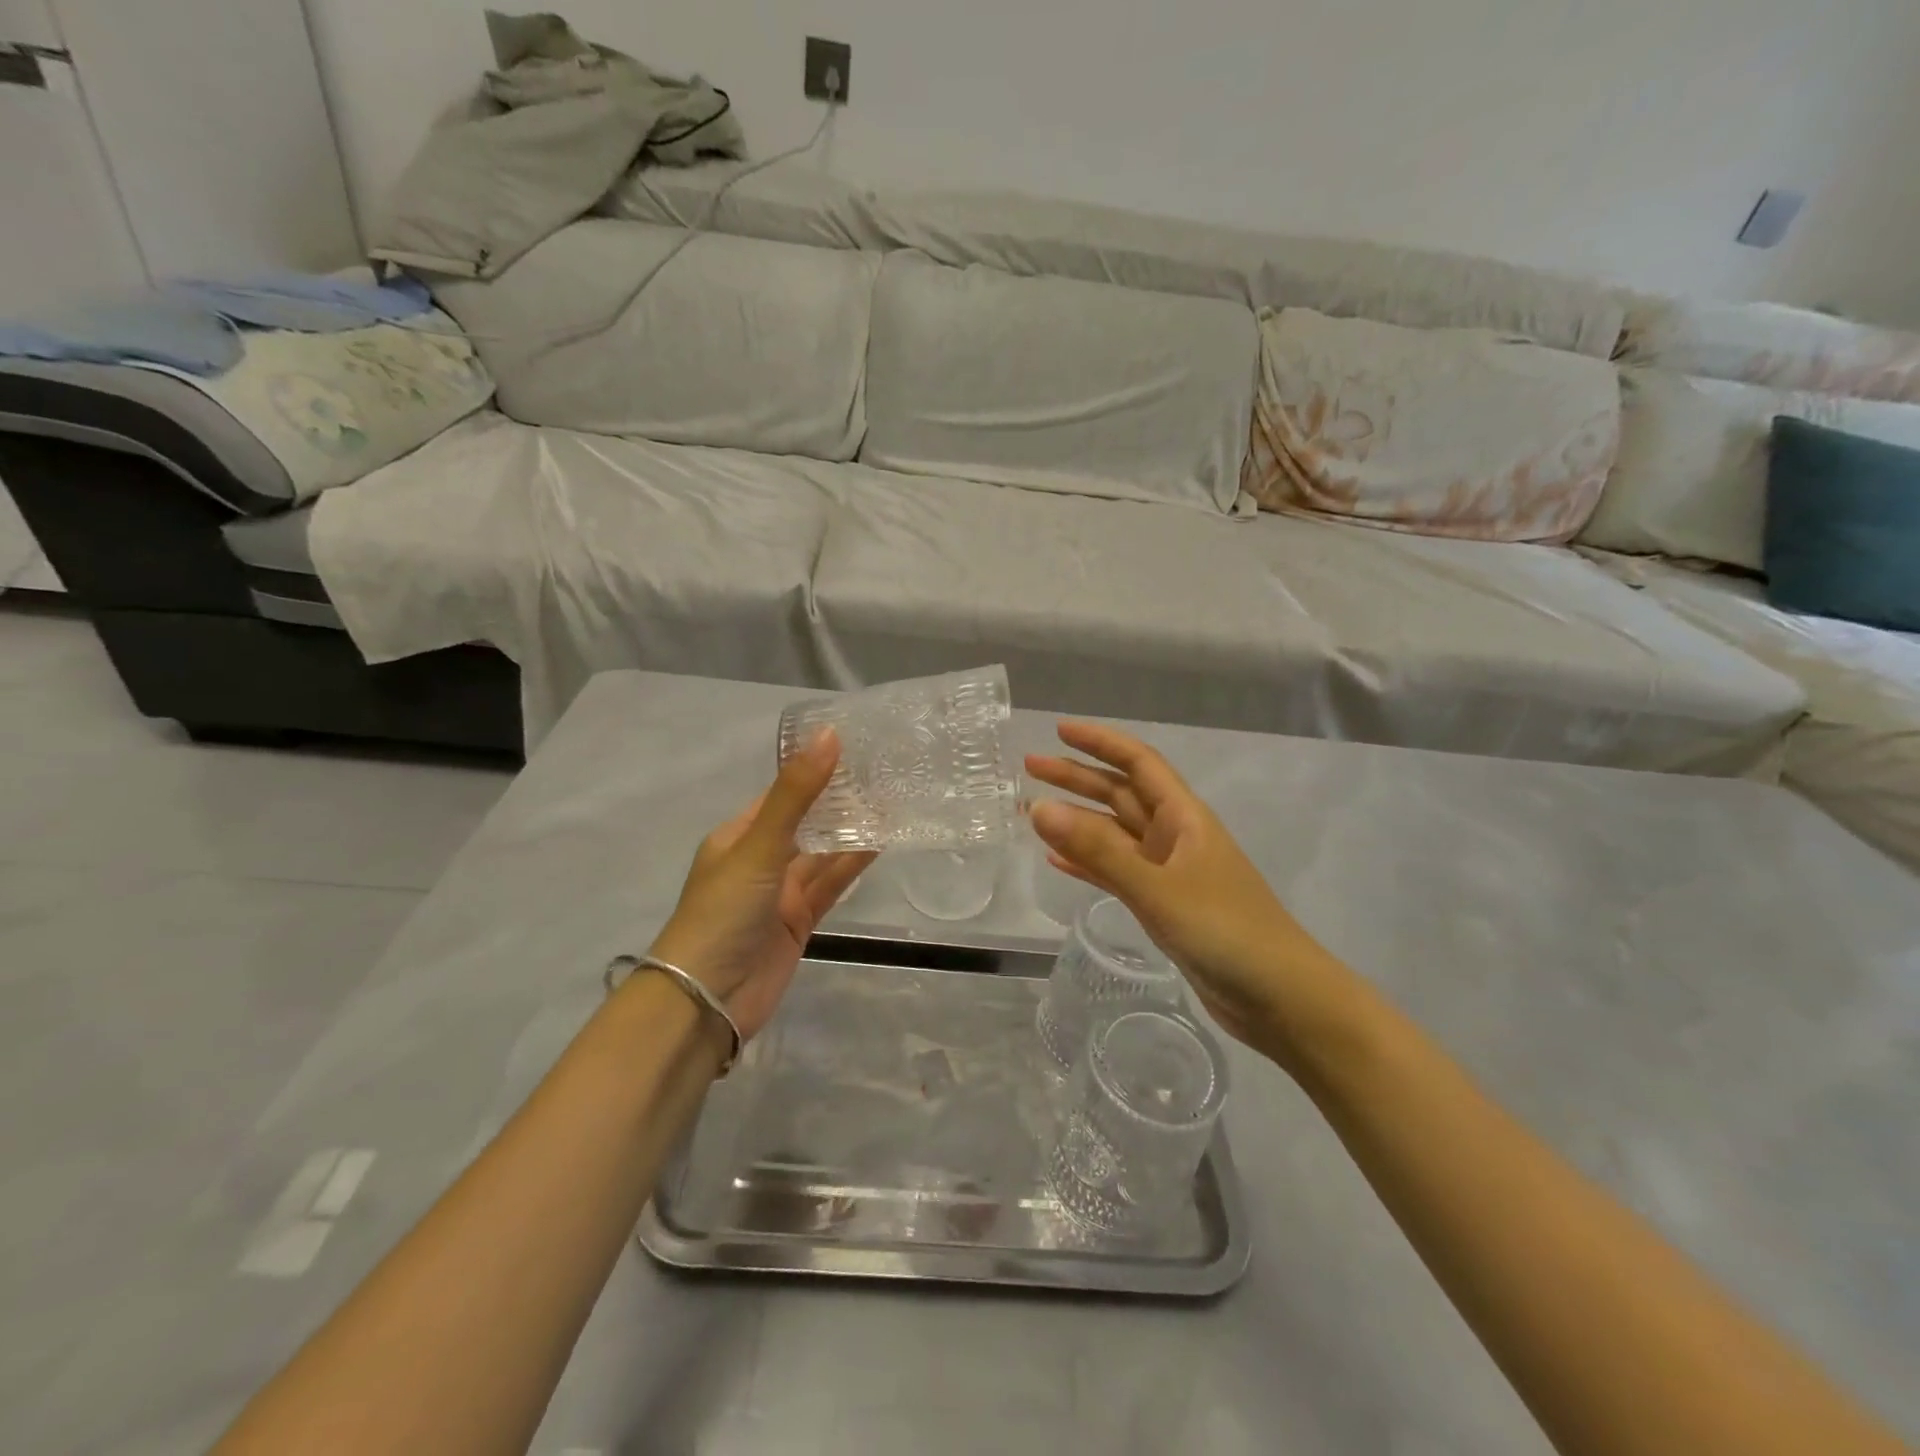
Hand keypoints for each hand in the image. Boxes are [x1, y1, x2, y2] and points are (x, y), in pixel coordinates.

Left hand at [647, 730, 874, 1040]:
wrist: (708, 999)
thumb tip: (828, 735)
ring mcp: (781, 892)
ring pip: (823, 853)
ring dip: (851, 831)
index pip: (782, 792)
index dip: (814, 770)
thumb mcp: (759, 845)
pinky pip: (830, 884)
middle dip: (839, 800)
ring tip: (892, 799)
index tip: (854, 746)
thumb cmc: (724, 911)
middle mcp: (761, 858)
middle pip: (807, 822)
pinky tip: (881, 842)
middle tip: (884, 771)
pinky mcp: (800, 920)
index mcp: (739, 835)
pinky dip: (852, 865)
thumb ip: (796, 794)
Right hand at [1027, 722, 1353, 1067]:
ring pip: (1114, 834)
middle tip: (1030, 768)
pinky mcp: (1163, 905)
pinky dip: (1088, 864)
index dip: (1100, 742)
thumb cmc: (1225, 931)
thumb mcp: (1157, 887)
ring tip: (1033, 812)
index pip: (1138, 763)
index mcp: (1184, 818)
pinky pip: (1116, 873)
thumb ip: (1098, 850)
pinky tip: (1058, 861)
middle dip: (1078, 778)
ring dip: (1077, 821)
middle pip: (1120, 795)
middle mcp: (1175, 837)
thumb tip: (1040, 808)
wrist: (1280, 998)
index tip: (1059, 730)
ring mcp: (1169, 872)